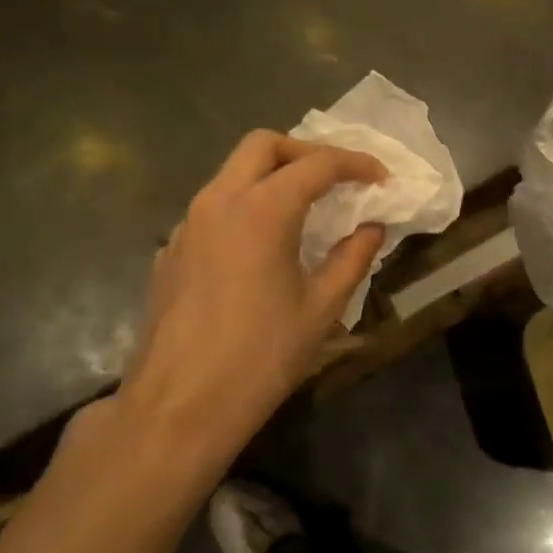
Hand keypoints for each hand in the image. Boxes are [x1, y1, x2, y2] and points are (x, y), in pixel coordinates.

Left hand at [70, 131, 386, 495]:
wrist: (178, 407)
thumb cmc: (260, 357)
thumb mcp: (321, 309)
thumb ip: (352, 258)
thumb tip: (372, 229)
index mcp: (262, 210)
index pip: (317, 164)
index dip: (356, 164)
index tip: (382, 179)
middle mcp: (219, 202)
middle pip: (263, 145)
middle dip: (305, 152)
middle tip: (337, 180)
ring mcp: (187, 225)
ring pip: (232, 173)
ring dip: (272, 176)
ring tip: (305, 210)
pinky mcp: (171, 251)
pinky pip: (213, 207)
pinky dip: (245, 206)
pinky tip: (261, 248)